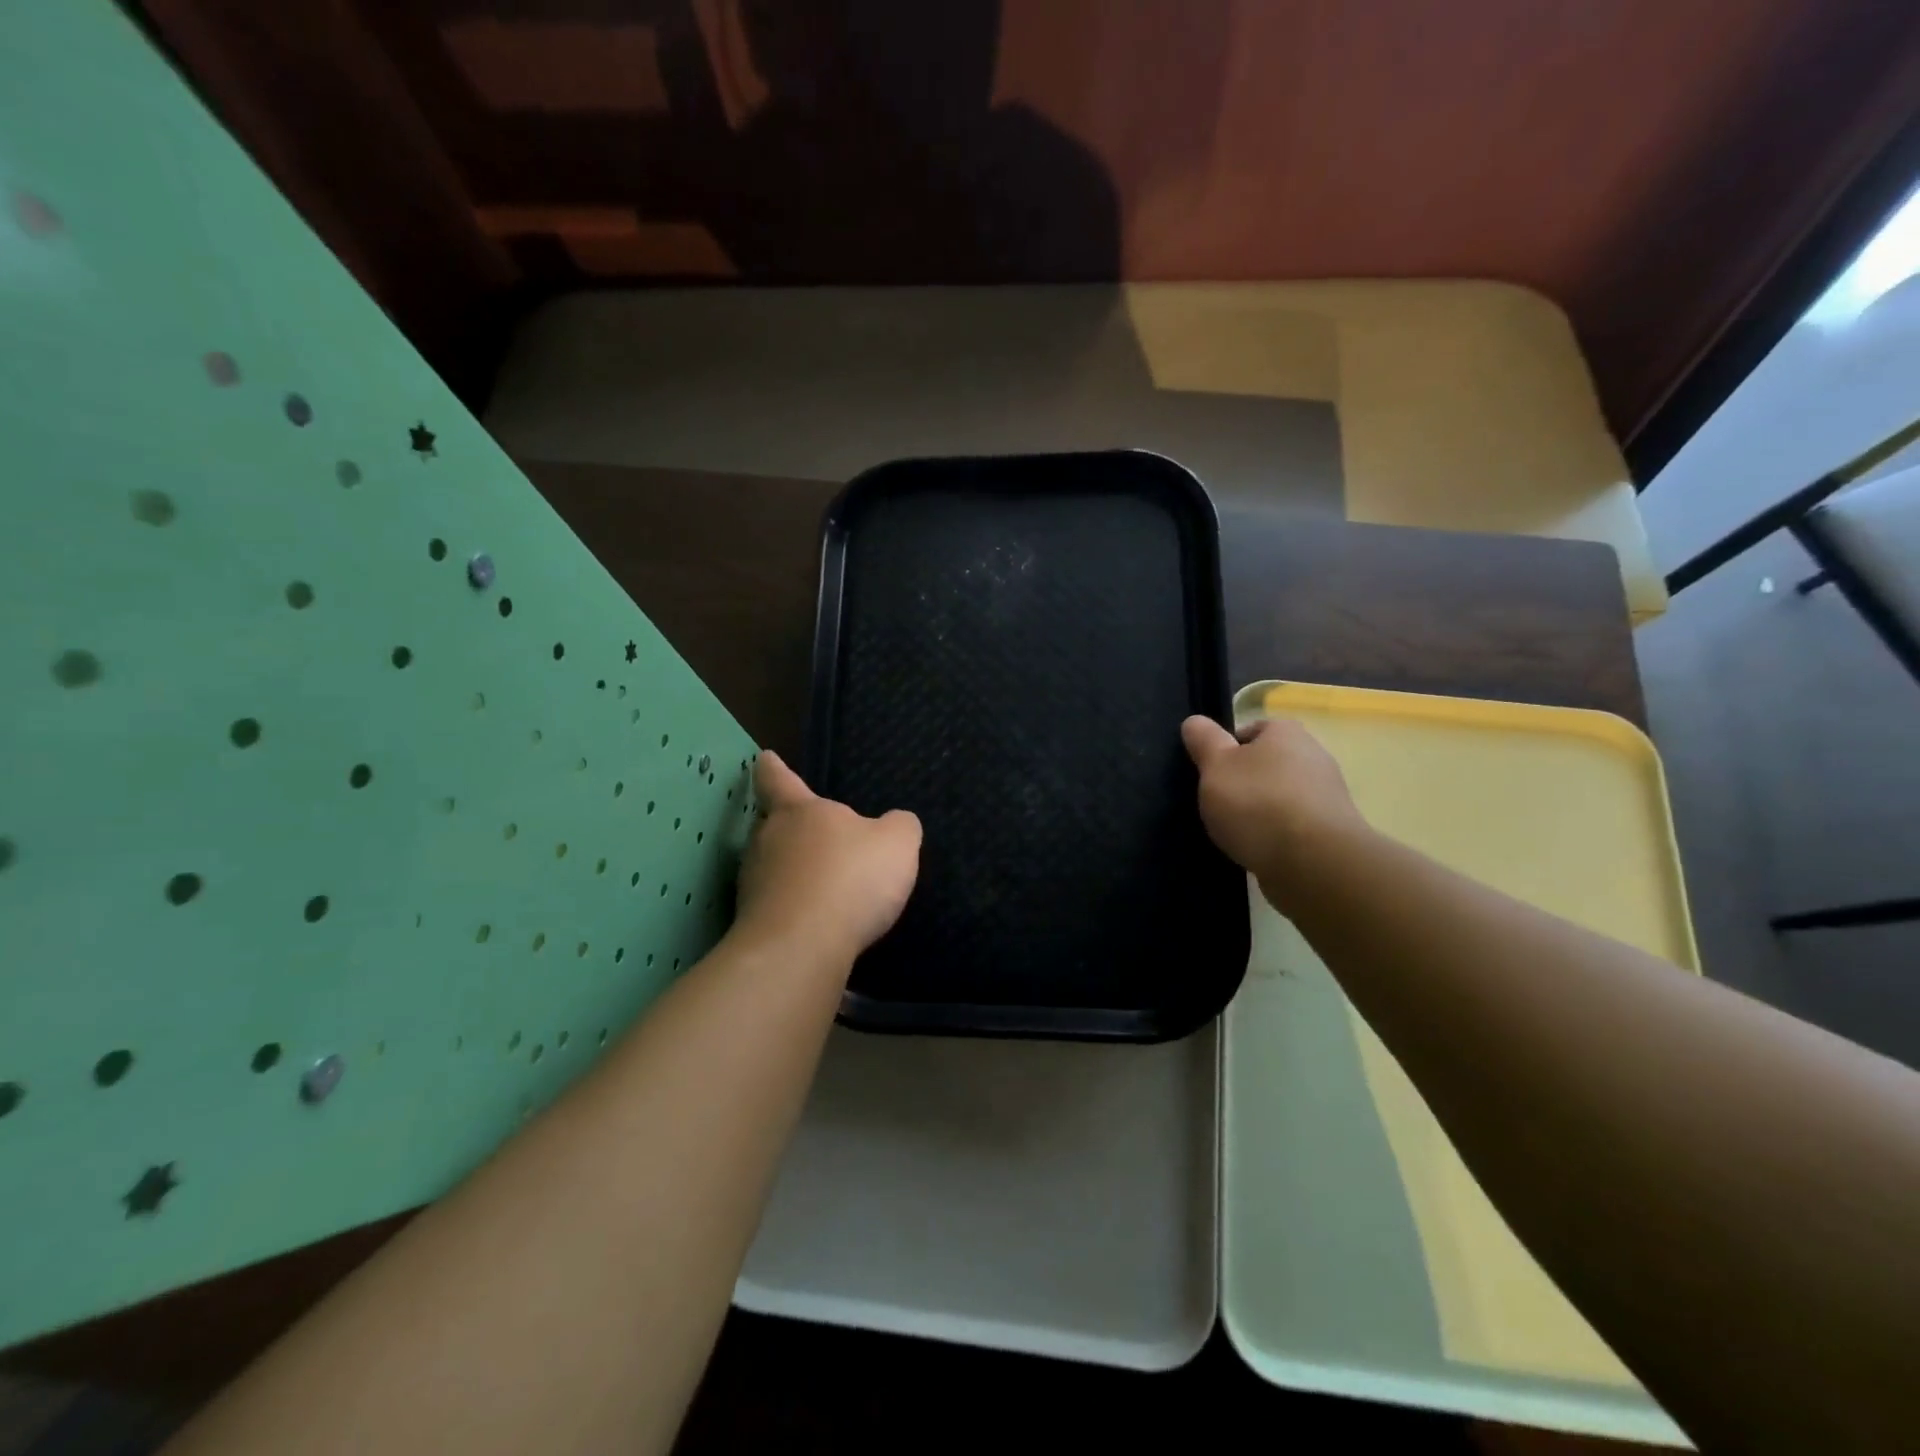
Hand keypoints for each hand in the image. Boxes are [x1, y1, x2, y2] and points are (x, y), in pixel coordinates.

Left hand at [732, 752, 921, 964]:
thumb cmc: (850, 878)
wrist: (802, 947)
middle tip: (816, 837)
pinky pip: (777, 905)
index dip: (774, 769)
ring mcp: (753, 883)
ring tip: (823, 887)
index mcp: (799, 811)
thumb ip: (899, 827)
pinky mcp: (752, 923)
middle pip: (773, 825)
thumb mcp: (897, 844)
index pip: (779, 779)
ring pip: (772, 867)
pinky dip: (794, 908)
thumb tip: (895, 823)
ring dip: (793, 873)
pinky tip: (819, 923)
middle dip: (791, 829)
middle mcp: (767, 840)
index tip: (765, 759)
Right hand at [1181, 715, 1368, 907]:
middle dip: (1244, 781)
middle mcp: (1313, 756)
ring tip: (1235, 831)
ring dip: (1261, 810)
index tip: (1211, 772)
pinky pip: (1293, 825)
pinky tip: (1259, 849)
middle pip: (1268, 764)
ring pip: (1281, 796)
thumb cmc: (1257, 803)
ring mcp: (1327, 796)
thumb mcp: (1216, 766)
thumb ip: (1204, 741)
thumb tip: (1194, 721)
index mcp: (1286, 733)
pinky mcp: (1332, 832)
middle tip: (1218, 802)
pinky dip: (1276, 834)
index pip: (1252, 730)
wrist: (1313, 863)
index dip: (1227, 749)